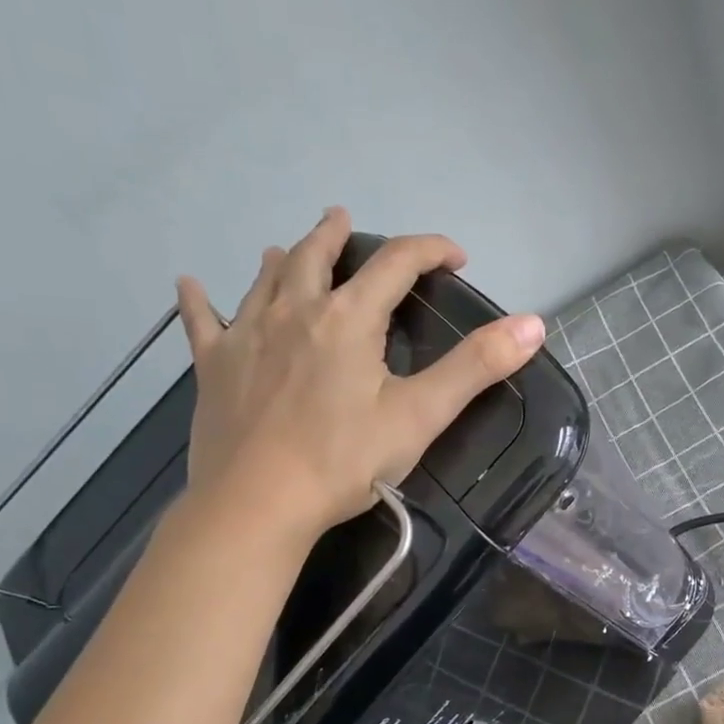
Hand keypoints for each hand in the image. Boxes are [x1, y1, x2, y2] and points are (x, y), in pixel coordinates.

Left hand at [174, 207, 545, 534]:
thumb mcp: (421, 415)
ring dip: (284, 258)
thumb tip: (533, 324)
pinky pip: (203, 322)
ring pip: (266, 279)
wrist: (259, 504)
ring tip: (290, 248)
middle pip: (318, 256)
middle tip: (344, 219)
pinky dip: (199, 300)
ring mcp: (247, 336)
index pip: (396, 263)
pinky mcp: (215, 367)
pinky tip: (190, 284)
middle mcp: (295, 311)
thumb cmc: (346, 461)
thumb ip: (476, 366)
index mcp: (349, 319)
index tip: (455, 258)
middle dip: (338, 235)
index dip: (429, 250)